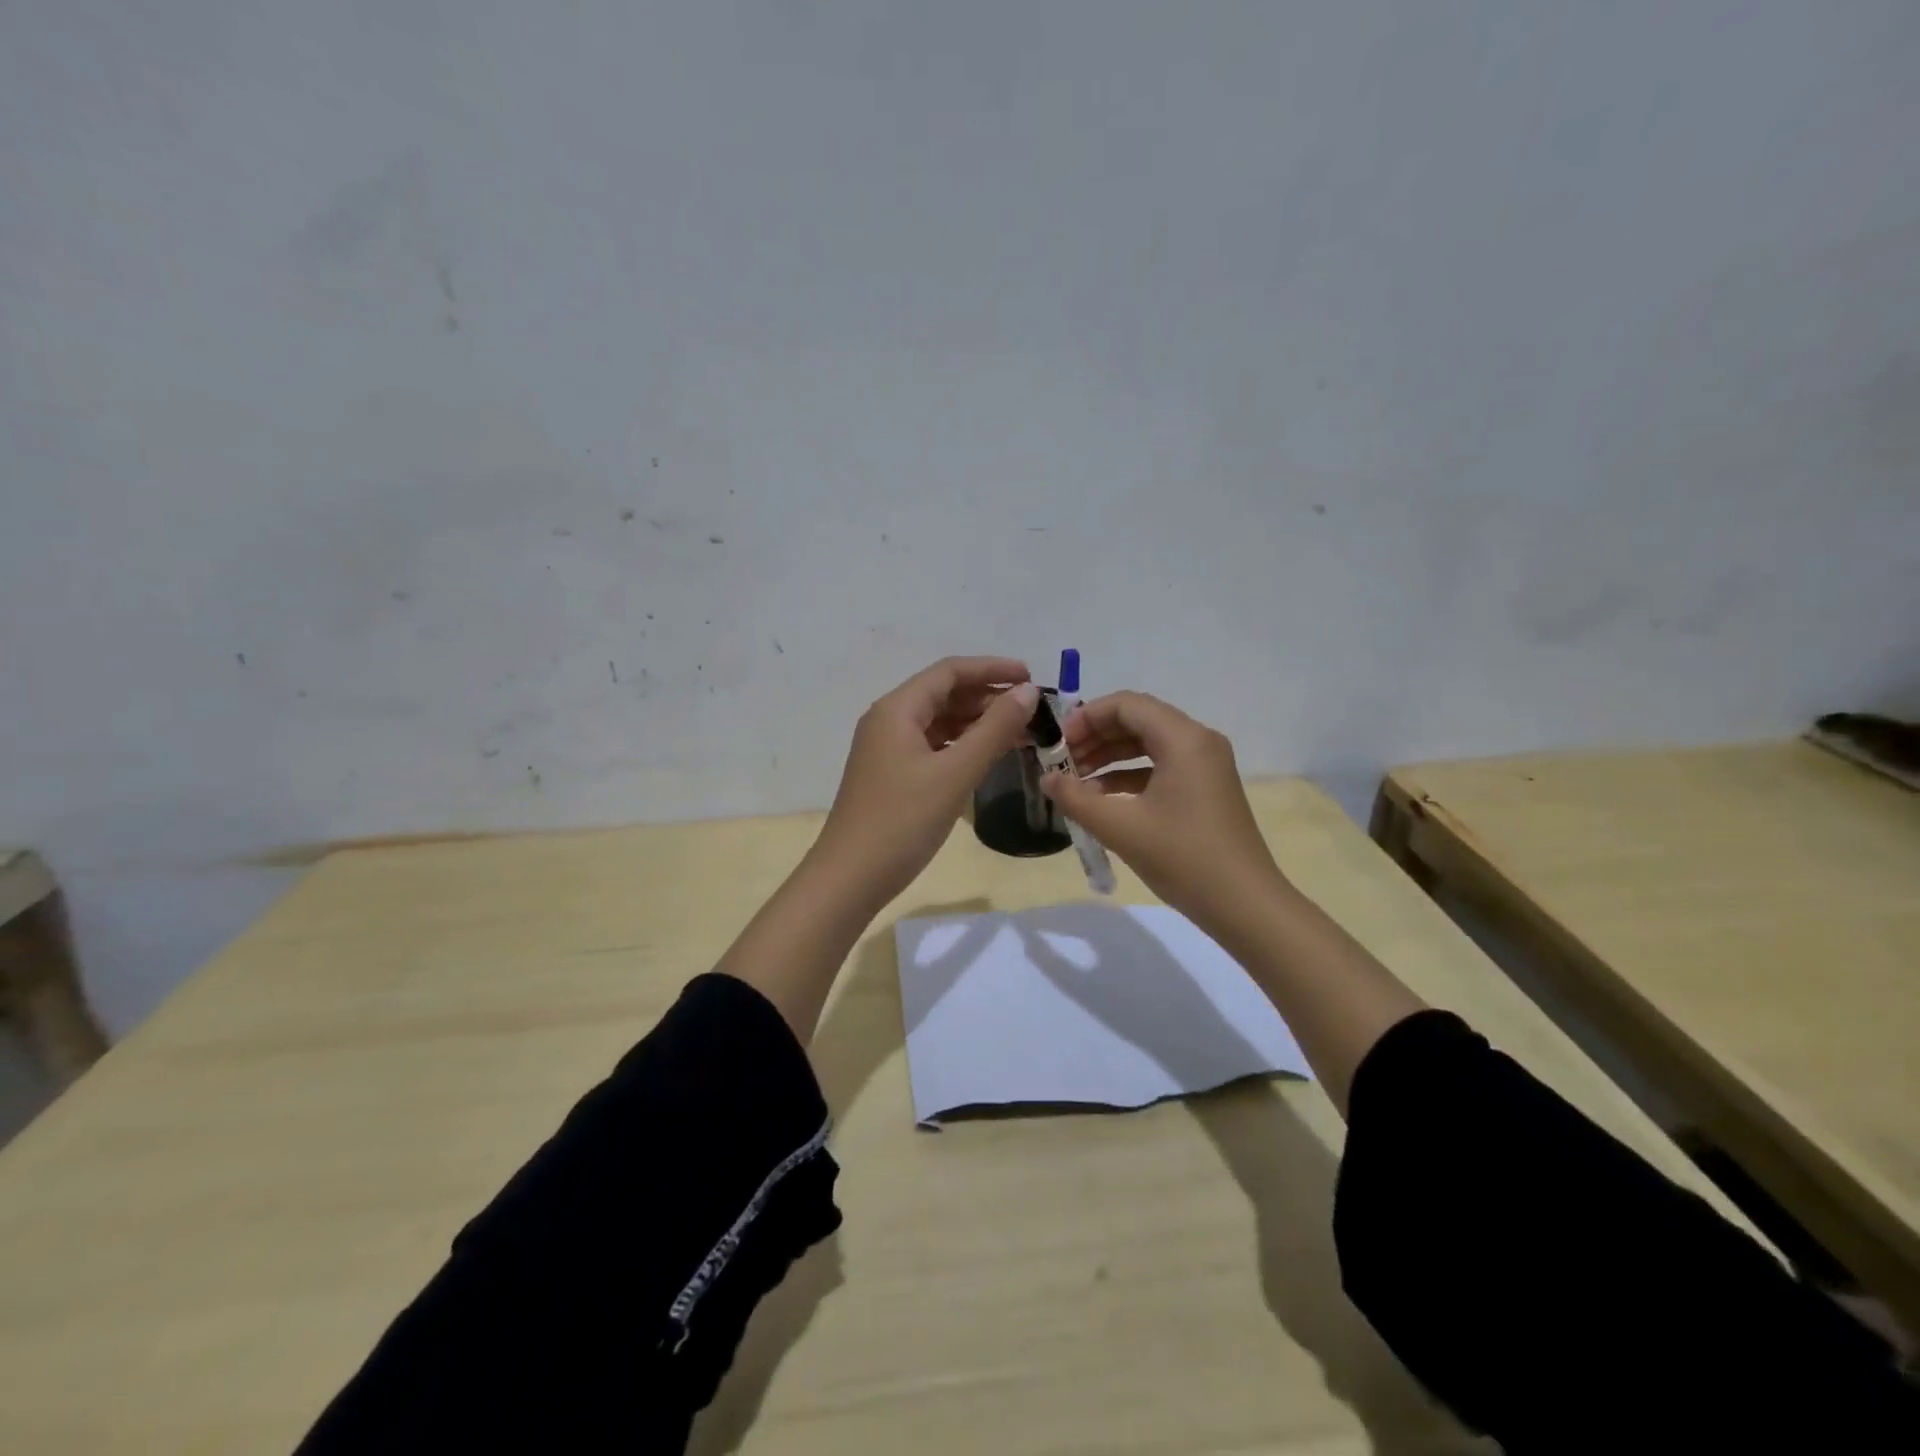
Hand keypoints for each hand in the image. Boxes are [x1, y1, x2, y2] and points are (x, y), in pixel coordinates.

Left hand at [812, 656, 1039, 910]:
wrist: (851, 878)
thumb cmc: (903, 821)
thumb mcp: (955, 773)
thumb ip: (994, 729)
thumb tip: (1028, 692)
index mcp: (897, 709)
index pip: (949, 672)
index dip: (992, 669)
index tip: (1031, 677)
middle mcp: (888, 721)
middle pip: (943, 694)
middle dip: (987, 697)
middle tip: (1031, 711)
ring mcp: (887, 750)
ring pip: (939, 722)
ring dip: (977, 723)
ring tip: (1019, 733)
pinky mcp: (891, 775)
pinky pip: (932, 746)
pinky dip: (961, 746)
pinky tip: (987, 757)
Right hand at [1042, 692, 1287, 930]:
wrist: (1245, 905)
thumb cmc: (1183, 857)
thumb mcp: (1121, 827)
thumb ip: (1076, 798)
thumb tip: (1047, 779)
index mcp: (1183, 739)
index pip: (1126, 705)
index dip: (1086, 717)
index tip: (1057, 743)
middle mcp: (1198, 741)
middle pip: (1137, 720)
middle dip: (1095, 737)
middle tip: (1062, 762)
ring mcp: (1205, 765)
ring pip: (1148, 744)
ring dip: (1109, 756)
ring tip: (1075, 781)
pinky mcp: (1206, 789)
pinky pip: (1161, 767)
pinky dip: (1129, 775)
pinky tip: (1102, 799)